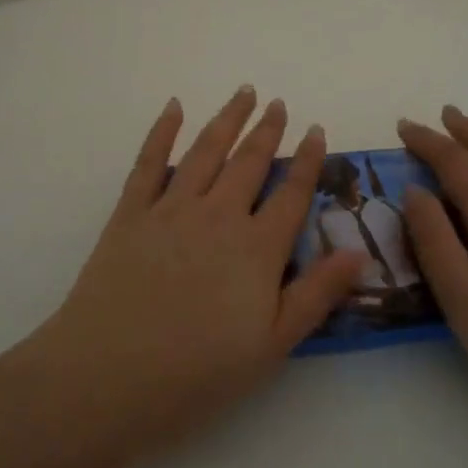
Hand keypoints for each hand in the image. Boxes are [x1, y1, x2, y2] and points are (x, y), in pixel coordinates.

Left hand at [22, 87, 367, 466]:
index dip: (307, 160)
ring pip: (206, 150)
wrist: (109, 374)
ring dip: (227, 119)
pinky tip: (174, 108)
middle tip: (278, 103)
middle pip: (249, 162)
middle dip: (267, 129)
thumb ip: (316, 294)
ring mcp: (171, 209)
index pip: (291, 193)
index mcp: (256, 248)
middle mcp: (218, 215)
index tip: (315, 131)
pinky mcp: (130, 213)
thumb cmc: (197, 371)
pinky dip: (162, 131)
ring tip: (243, 93)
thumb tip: (359, 251)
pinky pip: (149, 162)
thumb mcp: (272, 344)